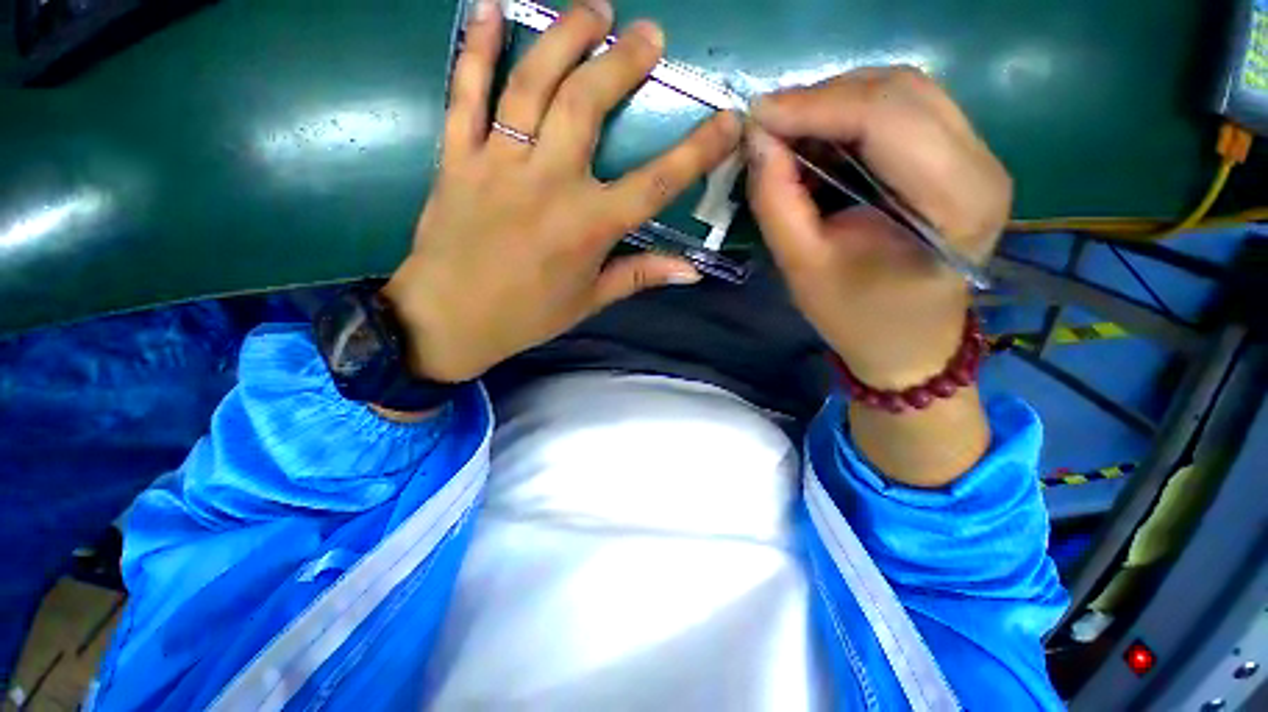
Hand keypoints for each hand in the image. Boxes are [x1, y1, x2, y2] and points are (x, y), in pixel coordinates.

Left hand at [383, 0, 740, 382]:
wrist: (450, 320)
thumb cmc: (528, 316)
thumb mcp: (590, 300)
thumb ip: (640, 275)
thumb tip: (691, 271)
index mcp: (588, 227)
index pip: (656, 182)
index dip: (697, 150)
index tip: (728, 119)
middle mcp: (549, 184)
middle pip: (588, 104)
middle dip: (623, 61)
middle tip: (648, 33)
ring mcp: (499, 163)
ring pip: (533, 83)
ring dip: (565, 36)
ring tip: (594, 9)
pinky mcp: (457, 157)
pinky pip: (465, 92)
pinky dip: (478, 46)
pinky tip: (491, 7)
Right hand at [746, 68, 1011, 389]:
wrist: (908, 342)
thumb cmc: (856, 318)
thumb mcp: (802, 268)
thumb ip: (777, 202)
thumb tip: (757, 141)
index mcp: (954, 202)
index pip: (886, 118)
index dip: (814, 106)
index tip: (756, 117)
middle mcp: (982, 164)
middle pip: (900, 90)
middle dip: (822, 98)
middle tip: (767, 126)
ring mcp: (979, 156)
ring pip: (903, 91)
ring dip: (837, 102)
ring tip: (788, 132)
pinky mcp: (961, 157)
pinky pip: (904, 110)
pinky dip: (853, 114)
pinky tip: (819, 139)